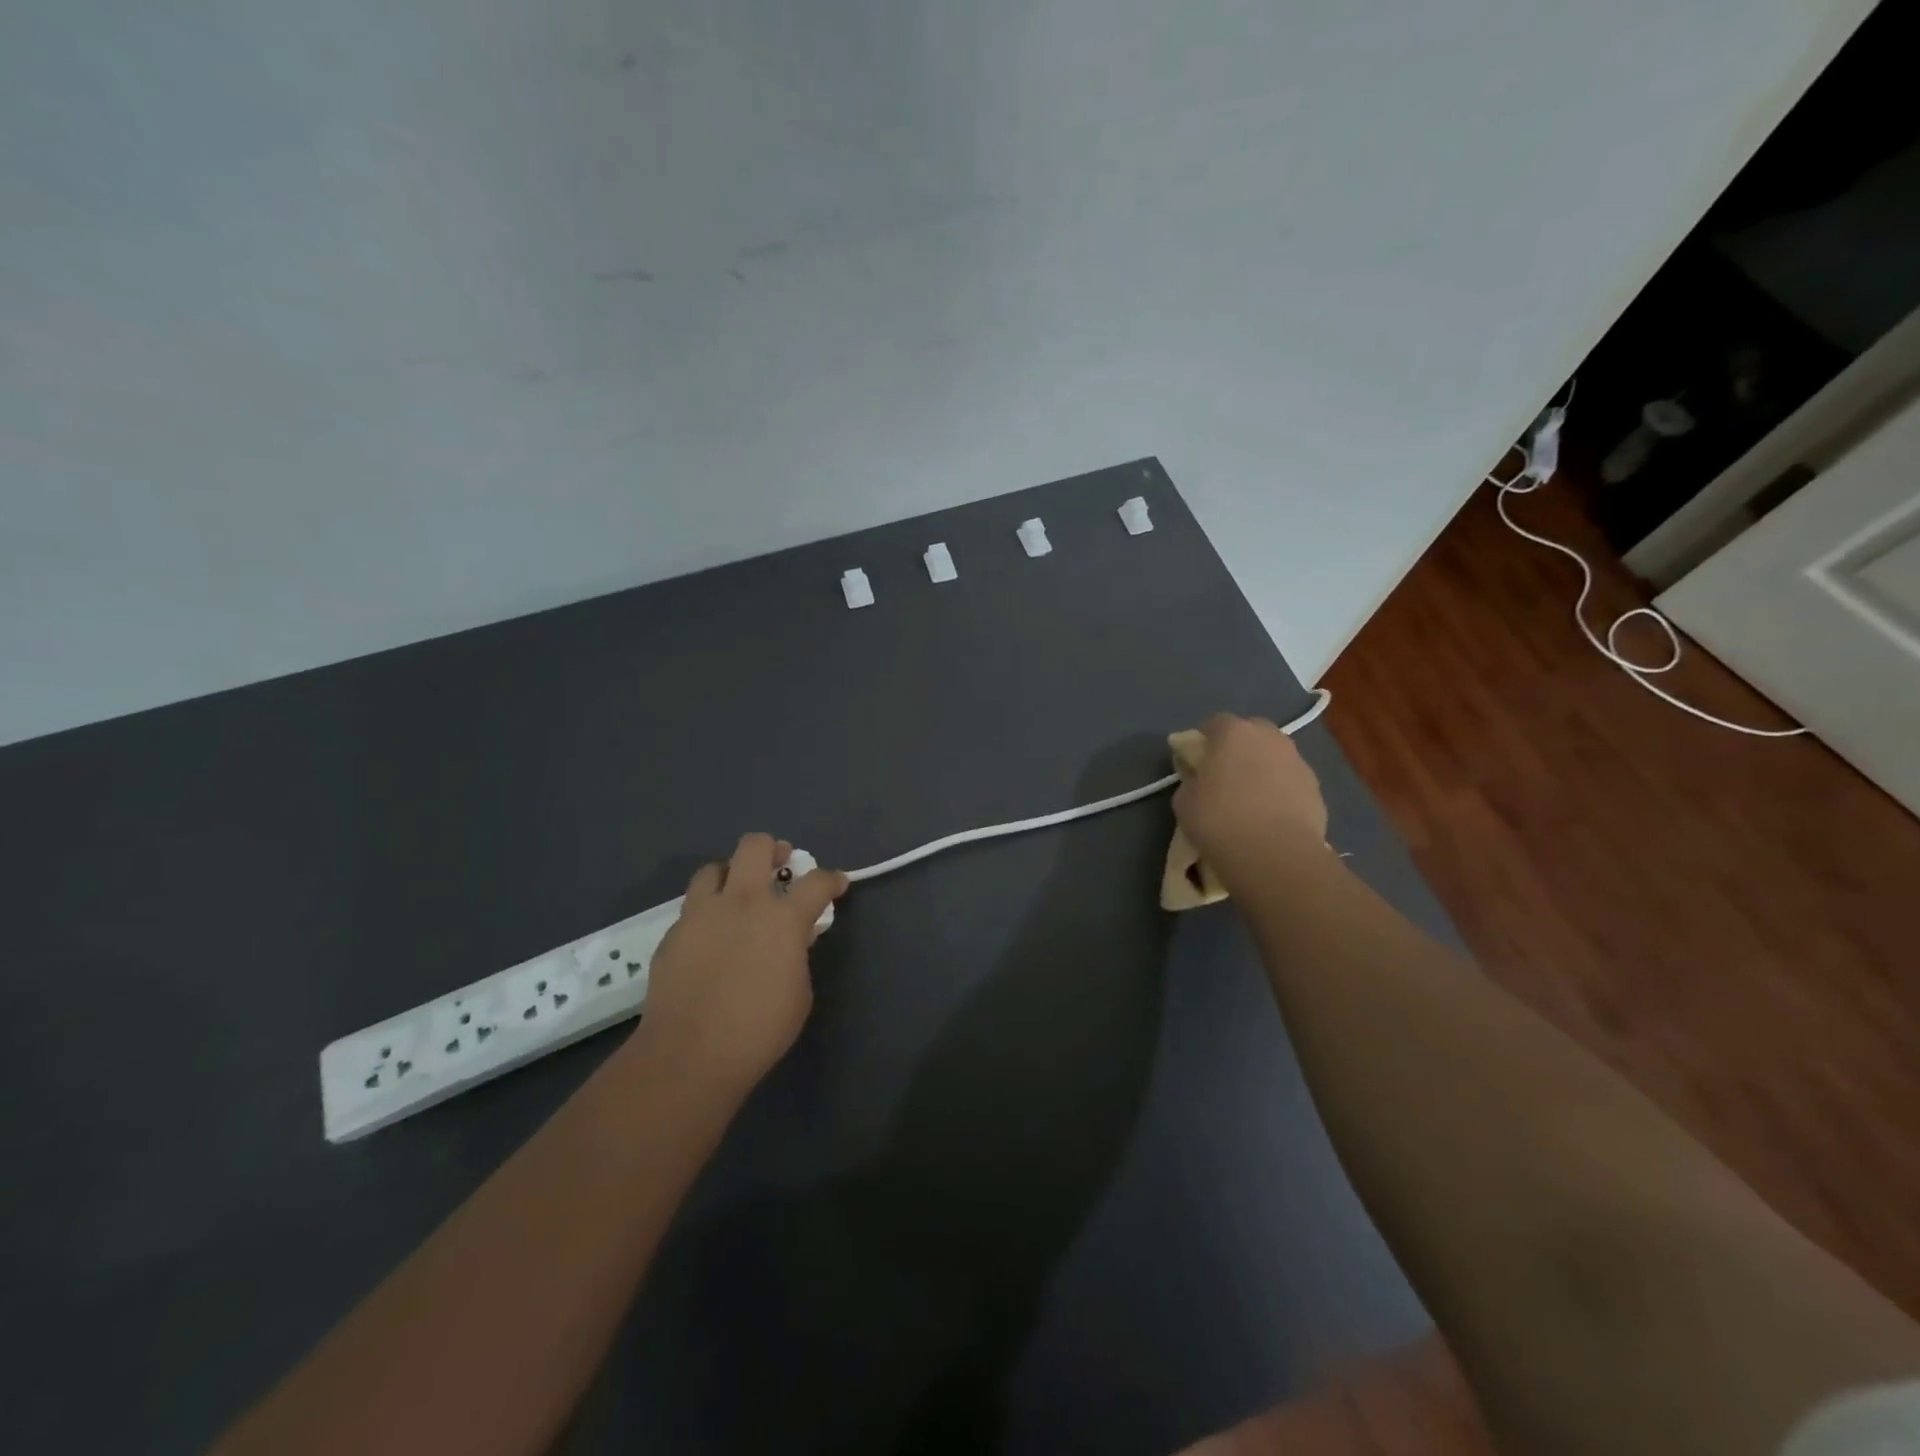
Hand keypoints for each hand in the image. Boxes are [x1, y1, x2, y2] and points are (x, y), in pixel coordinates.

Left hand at [632, 833, 847, 1098]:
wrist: (690, 1054)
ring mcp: (702, 913)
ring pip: (714, 868)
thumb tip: (789, 940)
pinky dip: (707, 912)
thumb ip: (796, 954)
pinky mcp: (673, 933)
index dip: (832, 879)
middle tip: (779, 866)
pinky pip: (692, 907)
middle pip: (756, 846)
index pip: (816, 881)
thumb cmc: (759, 1029)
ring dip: (731, 875)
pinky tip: (710, 937)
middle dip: (773, 849)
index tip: (836, 884)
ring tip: (737, 895)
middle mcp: (743, 902)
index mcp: (782, 918)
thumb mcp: (799, 992)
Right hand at [1172, 712, 1328, 882]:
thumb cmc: (1220, 821)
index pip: (1213, 723)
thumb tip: (1200, 778)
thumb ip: (1191, 779)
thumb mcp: (1183, 801)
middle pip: (1250, 732)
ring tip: (1250, 799)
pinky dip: (1280, 790)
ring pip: (1273, 755)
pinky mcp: (1316, 787)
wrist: (1276, 855)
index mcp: (1233, 732)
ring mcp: (1297, 760)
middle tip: (1224, 776)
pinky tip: (1270, 815)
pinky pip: (1290, 780)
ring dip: (1261, 768)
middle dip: (1237, 748)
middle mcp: (1269, 737)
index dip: (1202, 742)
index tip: (1196, 763)